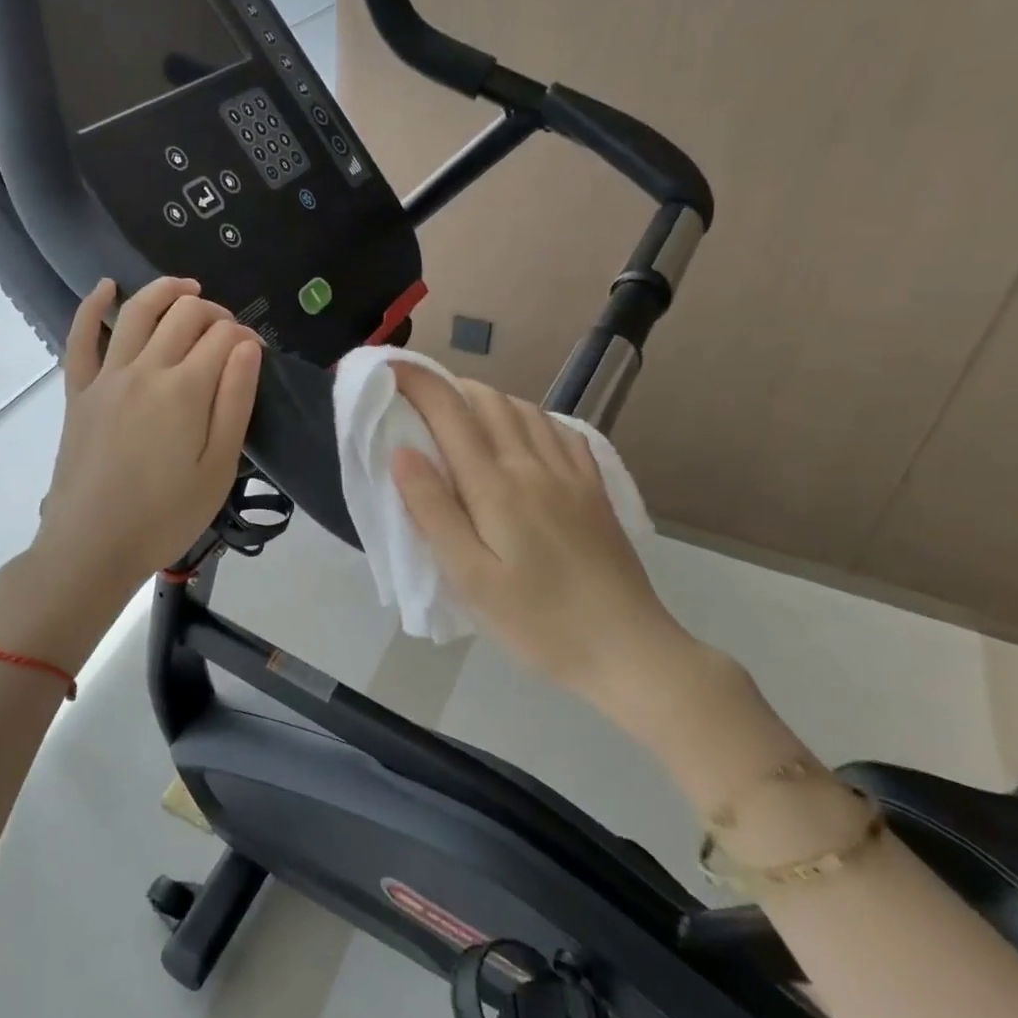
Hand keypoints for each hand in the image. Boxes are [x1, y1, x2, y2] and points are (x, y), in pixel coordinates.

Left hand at [0, 278, 260, 661]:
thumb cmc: (165, 516)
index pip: (224, 337)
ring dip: (166, 291)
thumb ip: (235, 401)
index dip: (245, 337)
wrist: (92, 546)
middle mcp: (145, 369)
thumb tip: (248, 346)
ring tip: (187, 289)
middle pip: (184, 315)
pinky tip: (106, 287)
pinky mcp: (78, 391)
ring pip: (137, 312)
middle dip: (214, 312)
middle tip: (227, 333)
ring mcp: (106, 376)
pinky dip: (91, 306)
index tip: (254, 355)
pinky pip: (79, 337)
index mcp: (186, 389)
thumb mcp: (218, 467)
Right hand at [388, 363, 699, 709]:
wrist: (628, 651)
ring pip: (524, 410)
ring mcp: (571, 474)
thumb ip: (434, 511)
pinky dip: (530, 417)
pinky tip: (522, 433)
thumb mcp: (470, 578)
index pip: (450, 413)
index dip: (417, 381)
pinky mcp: (594, 489)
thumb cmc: (537, 622)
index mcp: (496, 487)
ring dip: (486, 398)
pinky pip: (560, 431)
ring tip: (461, 412)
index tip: (389, 366)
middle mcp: (533, 466)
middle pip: (488, 401)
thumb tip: (402, 452)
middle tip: (417, 396)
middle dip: (449, 385)